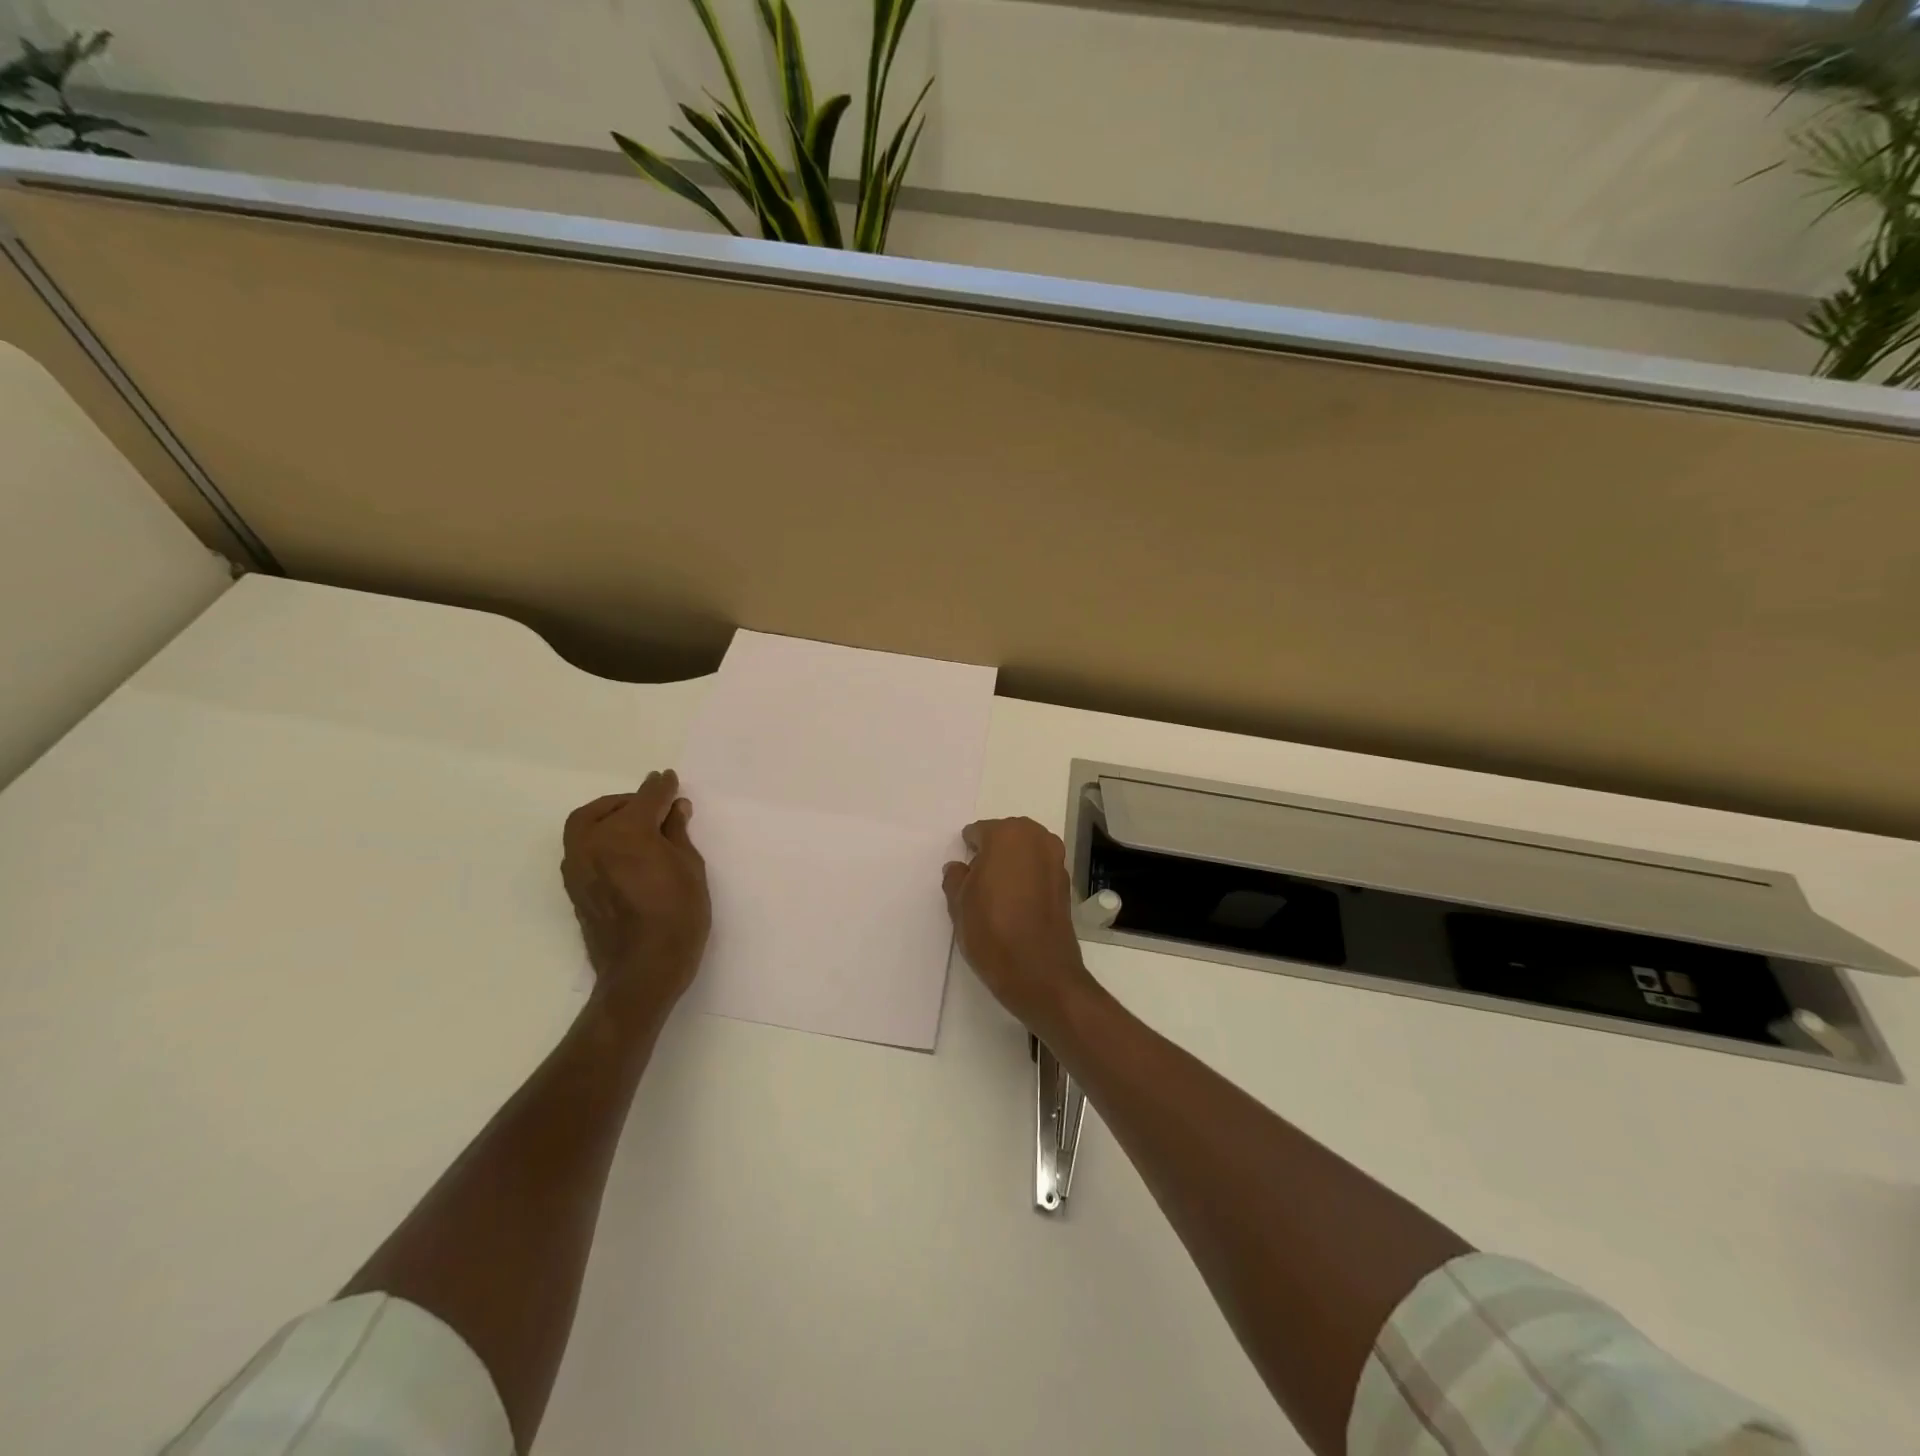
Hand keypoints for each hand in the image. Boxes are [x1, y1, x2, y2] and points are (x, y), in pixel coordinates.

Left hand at [562, 770, 710, 1020]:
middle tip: (656, 807)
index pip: (647, 798)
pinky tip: (622, 850)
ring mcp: (578, 865)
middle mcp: (594, 842)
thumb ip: (677, 833)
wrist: (643, 969)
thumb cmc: (678, 916)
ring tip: (636, 825)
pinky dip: (599, 838)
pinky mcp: (574, 886)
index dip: (663, 788)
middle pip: (610, 807)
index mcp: (627, 832)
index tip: (670, 779)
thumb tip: (674, 809)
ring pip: (586, 824)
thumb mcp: (690, 868)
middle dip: (632, 801)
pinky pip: (581, 847)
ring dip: (609, 816)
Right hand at [942, 818, 1099, 1036]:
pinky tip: (1016, 903)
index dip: (968, 850)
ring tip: (997, 893)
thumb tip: (959, 868)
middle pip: (1007, 837)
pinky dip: (1028, 879)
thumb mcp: (959, 904)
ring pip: (1026, 853)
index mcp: (1007, 834)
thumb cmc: (991, 930)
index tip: (962, 871)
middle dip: (993, 853)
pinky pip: (1040, 871)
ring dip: (1013, 865)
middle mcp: (1036, 839)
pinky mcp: (1066, 884)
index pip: (979, 832)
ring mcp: (1056, 860)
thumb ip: (956, 878)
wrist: (1039, 972)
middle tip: (978, 880)